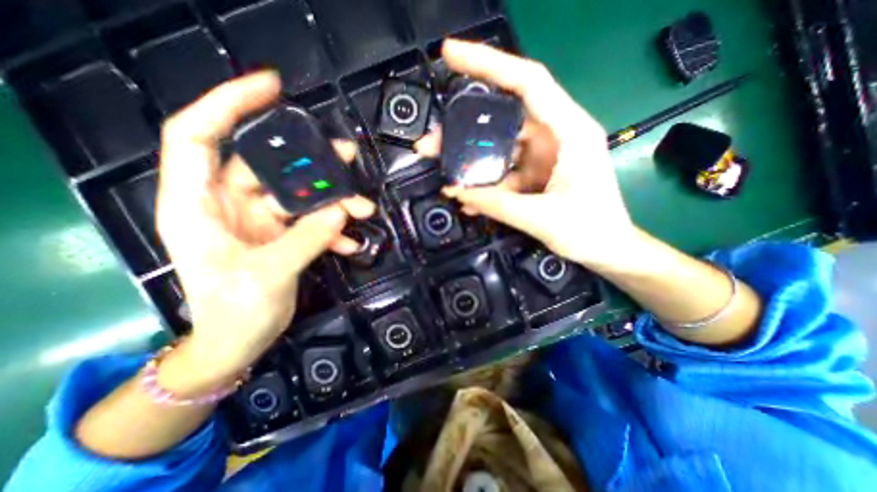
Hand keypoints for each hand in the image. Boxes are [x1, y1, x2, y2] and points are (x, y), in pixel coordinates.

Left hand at [155, 72, 372, 383]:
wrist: (238, 343)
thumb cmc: (235, 313)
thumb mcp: (269, 274)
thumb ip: (307, 239)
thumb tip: (341, 213)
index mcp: (200, 206)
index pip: (200, 136)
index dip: (229, 105)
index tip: (272, 89)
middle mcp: (228, 205)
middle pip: (270, 167)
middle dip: (310, 162)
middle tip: (348, 158)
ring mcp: (258, 221)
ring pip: (298, 195)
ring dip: (332, 201)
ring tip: (362, 208)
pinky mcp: (280, 235)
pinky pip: (309, 221)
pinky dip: (331, 228)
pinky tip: (350, 241)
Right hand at [417, 38, 638, 269]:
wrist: (606, 249)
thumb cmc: (589, 230)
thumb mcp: (541, 217)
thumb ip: (495, 203)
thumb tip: (454, 191)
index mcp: (569, 132)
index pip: (527, 82)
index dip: (489, 63)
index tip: (450, 55)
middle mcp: (554, 136)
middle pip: (502, 120)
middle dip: (463, 130)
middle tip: (431, 144)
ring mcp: (542, 156)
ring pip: (498, 149)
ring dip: (470, 162)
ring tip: (444, 174)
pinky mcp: (534, 175)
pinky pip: (503, 173)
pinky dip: (485, 185)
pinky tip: (468, 199)